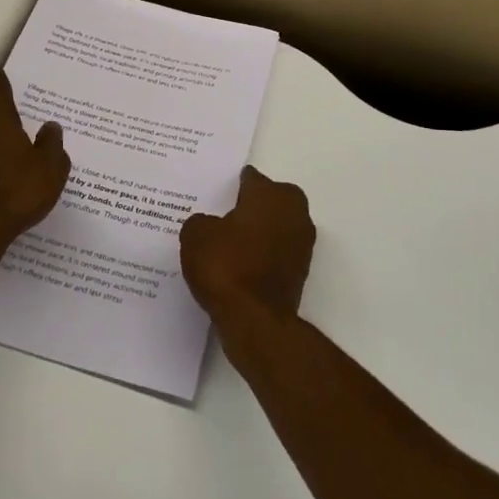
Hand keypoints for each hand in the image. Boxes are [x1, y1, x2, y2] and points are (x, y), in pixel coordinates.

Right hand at [180, 166, 314, 324]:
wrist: (255, 320)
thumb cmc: (226, 266)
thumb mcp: (196, 235)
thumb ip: (201, 221)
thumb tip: (209, 225)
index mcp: (270, 194)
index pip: (250, 179)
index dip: (232, 186)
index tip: (216, 194)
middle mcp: (293, 211)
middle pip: (271, 199)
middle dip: (252, 205)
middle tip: (225, 216)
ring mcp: (302, 243)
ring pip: (277, 226)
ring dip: (261, 231)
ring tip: (230, 243)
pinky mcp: (301, 271)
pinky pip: (278, 252)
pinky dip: (263, 255)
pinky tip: (241, 265)